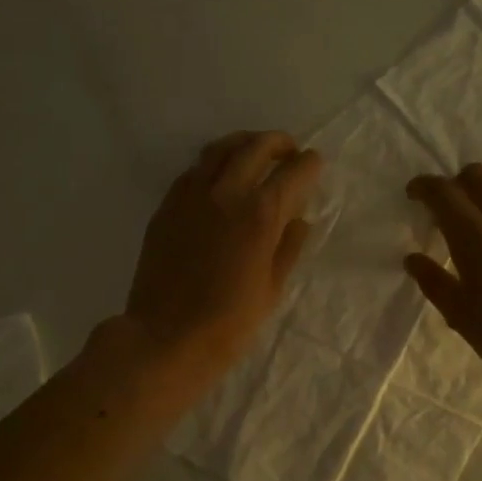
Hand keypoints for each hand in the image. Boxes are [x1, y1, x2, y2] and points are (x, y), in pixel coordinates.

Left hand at [124, 130, 322, 390]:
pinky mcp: (167, 206)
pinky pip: (194, 170)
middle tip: (288, 150)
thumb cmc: (229, 323)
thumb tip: (298, 219)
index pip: (294, 171)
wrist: (167, 337)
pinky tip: (219, 178)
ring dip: (243, 144)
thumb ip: (288, 247)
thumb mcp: (272, 289)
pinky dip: (213, 164)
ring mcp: (191, 195)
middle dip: (278, 143)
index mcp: (261, 214)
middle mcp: (226, 192)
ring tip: (254, 153)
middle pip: (256, 147)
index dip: (309, 165)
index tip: (314, 164)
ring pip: (220, 149)